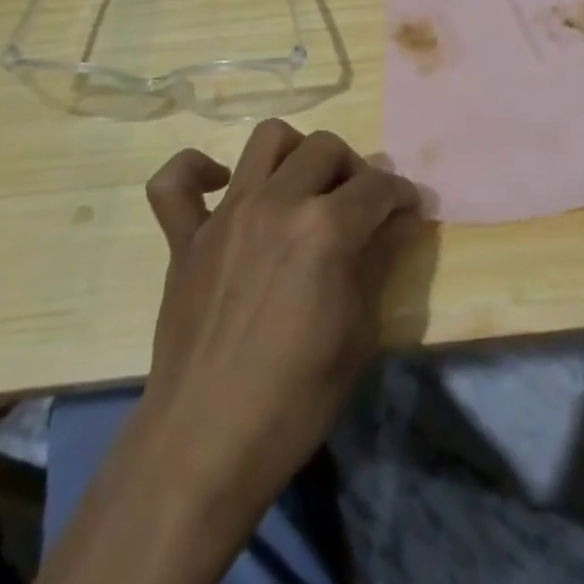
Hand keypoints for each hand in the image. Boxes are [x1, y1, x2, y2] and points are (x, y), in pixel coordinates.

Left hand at [138, 121, 422, 515]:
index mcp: (326, 228)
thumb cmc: (297, 397)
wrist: (206, 444)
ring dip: (296, 153)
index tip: (408, 211)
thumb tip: (401, 220)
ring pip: (267, 139)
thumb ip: (380, 260)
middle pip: (326, 148)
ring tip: (304, 188)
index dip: (402, 195)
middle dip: (354, 170)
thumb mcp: (359, 330)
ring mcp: (225, 215)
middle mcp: (276, 203)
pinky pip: (174, 182)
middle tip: (359, 207)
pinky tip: (221, 188)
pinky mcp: (184, 237)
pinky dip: (197, 172)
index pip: (378, 186)